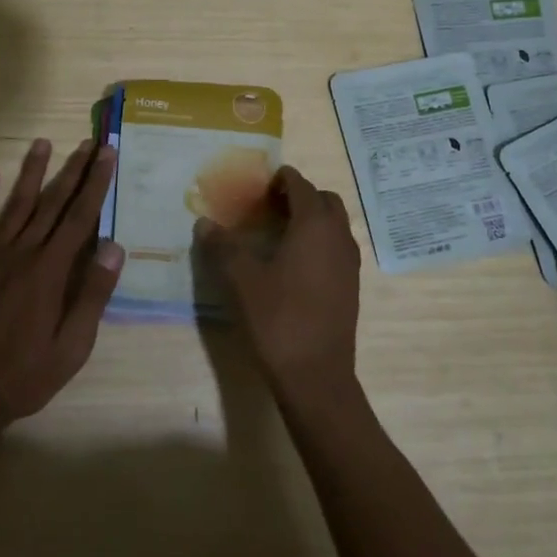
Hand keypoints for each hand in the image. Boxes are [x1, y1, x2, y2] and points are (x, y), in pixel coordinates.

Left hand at [0, 138, 123, 435]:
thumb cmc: (26, 373)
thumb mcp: (73, 345)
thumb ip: (92, 294)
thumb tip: (114, 248)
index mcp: (50, 271)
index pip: (80, 217)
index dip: (96, 184)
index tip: (107, 155)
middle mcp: (22, 253)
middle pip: (52, 203)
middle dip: (73, 170)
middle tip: (89, 142)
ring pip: (16, 205)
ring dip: (31, 173)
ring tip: (42, 143)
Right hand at [196, 165, 360, 398]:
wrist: (316, 376)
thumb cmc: (277, 319)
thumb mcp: (240, 280)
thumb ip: (222, 246)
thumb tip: (205, 223)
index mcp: (314, 225)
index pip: (301, 184)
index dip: (279, 180)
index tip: (257, 189)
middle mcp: (338, 236)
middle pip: (323, 200)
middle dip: (298, 197)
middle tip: (267, 209)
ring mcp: (349, 262)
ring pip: (333, 225)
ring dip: (310, 220)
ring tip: (277, 236)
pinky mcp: (351, 286)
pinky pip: (336, 248)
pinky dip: (318, 243)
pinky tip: (292, 266)